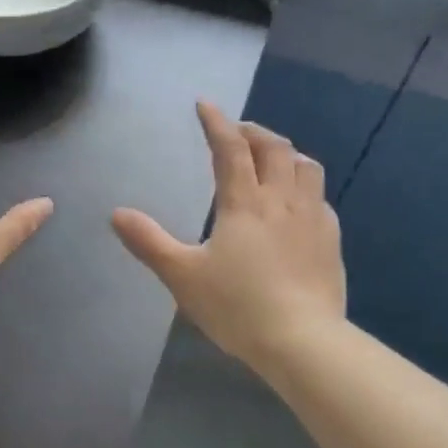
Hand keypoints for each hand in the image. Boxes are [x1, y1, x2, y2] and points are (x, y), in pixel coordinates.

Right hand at [112, 102, 345, 369]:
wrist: (303, 342)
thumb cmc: (237, 306)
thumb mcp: (182, 276)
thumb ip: (149, 242)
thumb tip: (117, 214)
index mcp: (244, 203)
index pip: (231, 149)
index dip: (217, 123)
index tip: (205, 105)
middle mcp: (282, 201)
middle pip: (274, 149)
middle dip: (253, 132)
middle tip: (236, 132)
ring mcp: (312, 219)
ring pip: (305, 167)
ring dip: (285, 153)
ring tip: (270, 158)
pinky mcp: (330, 241)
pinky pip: (320, 197)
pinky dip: (303, 185)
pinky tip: (296, 202)